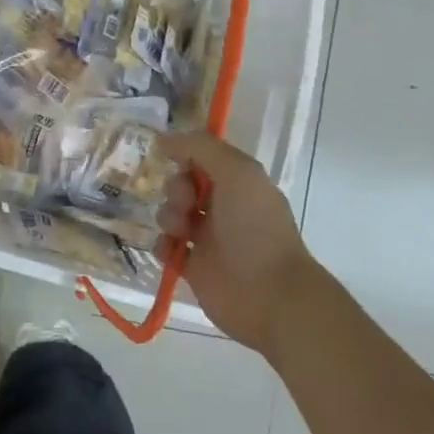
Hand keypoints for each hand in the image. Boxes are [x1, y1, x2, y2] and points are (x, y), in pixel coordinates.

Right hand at [157, 132, 317, 355]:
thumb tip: (164, 139)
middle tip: (187, 203)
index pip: (201, 157)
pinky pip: (165, 247)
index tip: (170, 156)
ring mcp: (207, 238)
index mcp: (237, 183)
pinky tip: (172, 250)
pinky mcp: (194, 267)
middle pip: (181, 184)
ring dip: (168, 216)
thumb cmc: (255, 227)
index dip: (185, 155)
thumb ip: (201, 147)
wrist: (270, 295)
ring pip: (170, 214)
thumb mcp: (237, 172)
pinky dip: (164, 245)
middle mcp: (222, 207)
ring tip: (181, 231)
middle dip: (176, 189)